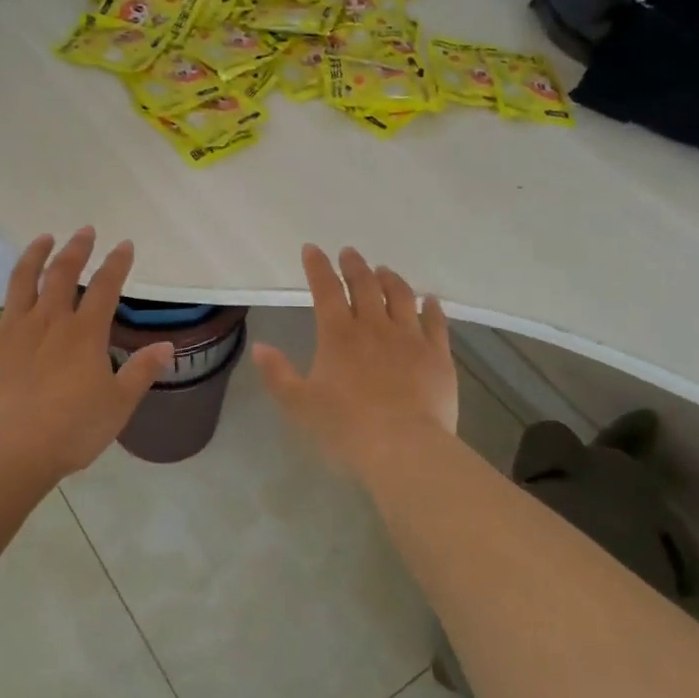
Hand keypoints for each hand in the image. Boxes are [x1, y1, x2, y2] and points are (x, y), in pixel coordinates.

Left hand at [0, 229, 173, 477]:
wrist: (9, 450)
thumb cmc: (71, 430)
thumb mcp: (118, 405)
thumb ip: (142, 372)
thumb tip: (167, 346)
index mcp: (84, 334)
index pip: (106, 288)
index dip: (117, 264)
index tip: (124, 245)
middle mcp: (49, 321)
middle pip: (63, 274)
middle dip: (76, 249)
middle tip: (84, 231)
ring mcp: (12, 330)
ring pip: (22, 281)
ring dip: (34, 255)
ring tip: (43, 238)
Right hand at [252, 244, 457, 475]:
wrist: (403, 448)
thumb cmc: (345, 428)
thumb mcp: (299, 405)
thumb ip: (278, 374)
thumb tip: (261, 347)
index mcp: (338, 335)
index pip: (325, 290)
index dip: (317, 267)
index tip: (312, 249)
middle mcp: (374, 327)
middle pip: (365, 285)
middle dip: (354, 265)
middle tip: (349, 253)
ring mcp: (410, 338)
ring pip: (401, 296)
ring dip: (390, 279)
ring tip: (384, 270)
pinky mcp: (437, 355)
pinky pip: (436, 322)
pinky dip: (432, 307)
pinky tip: (431, 300)